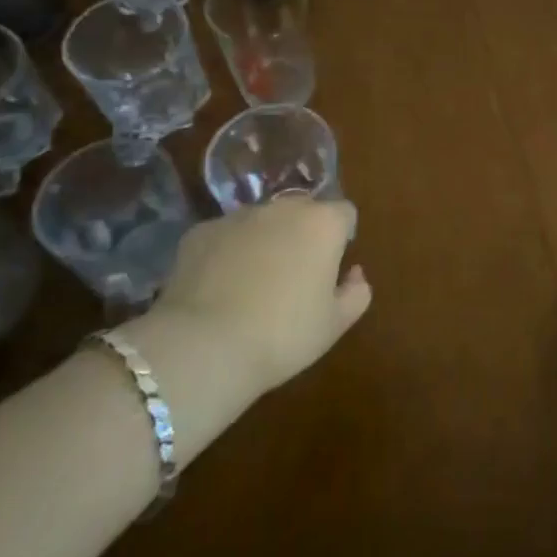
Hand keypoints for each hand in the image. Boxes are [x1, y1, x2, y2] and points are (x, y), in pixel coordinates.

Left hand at [118, 199, 370, 463]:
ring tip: (252, 284)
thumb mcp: (334, 325)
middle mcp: (283, 208)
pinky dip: (226, 253)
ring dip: (264, 241)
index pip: (344, 214)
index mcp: (323, 224)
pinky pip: (224, 237)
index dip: (341, 238)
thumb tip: (354, 274)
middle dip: (302, 234)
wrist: (203, 348)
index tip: (331, 268)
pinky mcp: (201, 233)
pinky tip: (218, 289)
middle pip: (302, 211)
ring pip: (261, 222)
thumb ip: (356, 293)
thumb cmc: (282, 335)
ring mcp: (238, 217)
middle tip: (294, 276)